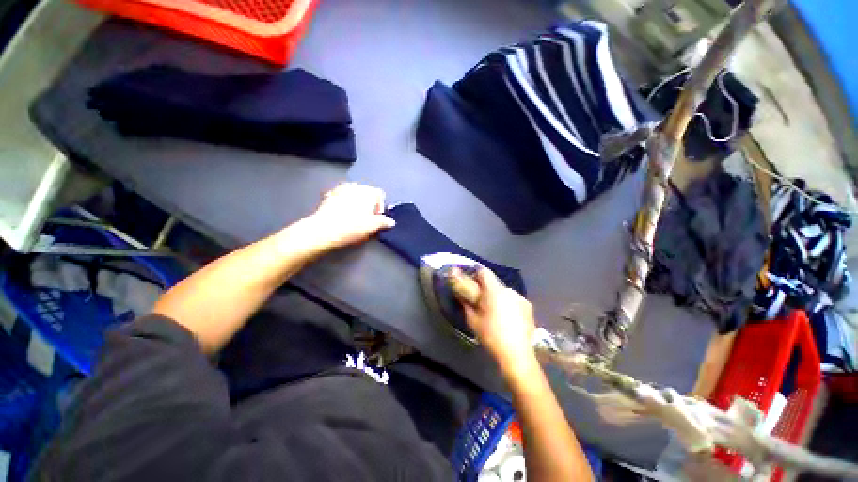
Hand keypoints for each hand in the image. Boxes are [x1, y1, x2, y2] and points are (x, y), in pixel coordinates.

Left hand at [294, 183, 395, 252]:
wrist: (323, 230)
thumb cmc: (351, 227)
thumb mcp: (372, 227)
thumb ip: (384, 222)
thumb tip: (390, 222)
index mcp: (368, 191)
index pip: (380, 194)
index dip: (380, 207)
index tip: (376, 219)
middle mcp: (355, 186)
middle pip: (367, 193)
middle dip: (368, 204)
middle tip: (366, 219)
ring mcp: (341, 188)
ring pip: (354, 194)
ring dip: (357, 203)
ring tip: (354, 217)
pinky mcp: (329, 194)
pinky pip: (342, 197)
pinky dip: (345, 203)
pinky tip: (342, 215)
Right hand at [456, 268, 537, 378]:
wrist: (517, 355)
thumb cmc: (491, 336)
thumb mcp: (473, 321)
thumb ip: (466, 304)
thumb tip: (461, 295)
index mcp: (494, 291)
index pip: (484, 272)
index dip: (475, 274)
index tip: (470, 282)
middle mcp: (509, 290)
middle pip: (494, 283)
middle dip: (486, 289)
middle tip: (481, 302)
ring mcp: (521, 298)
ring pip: (504, 292)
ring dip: (498, 297)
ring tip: (495, 312)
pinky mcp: (529, 307)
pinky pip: (514, 300)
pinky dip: (508, 304)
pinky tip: (507, 318)